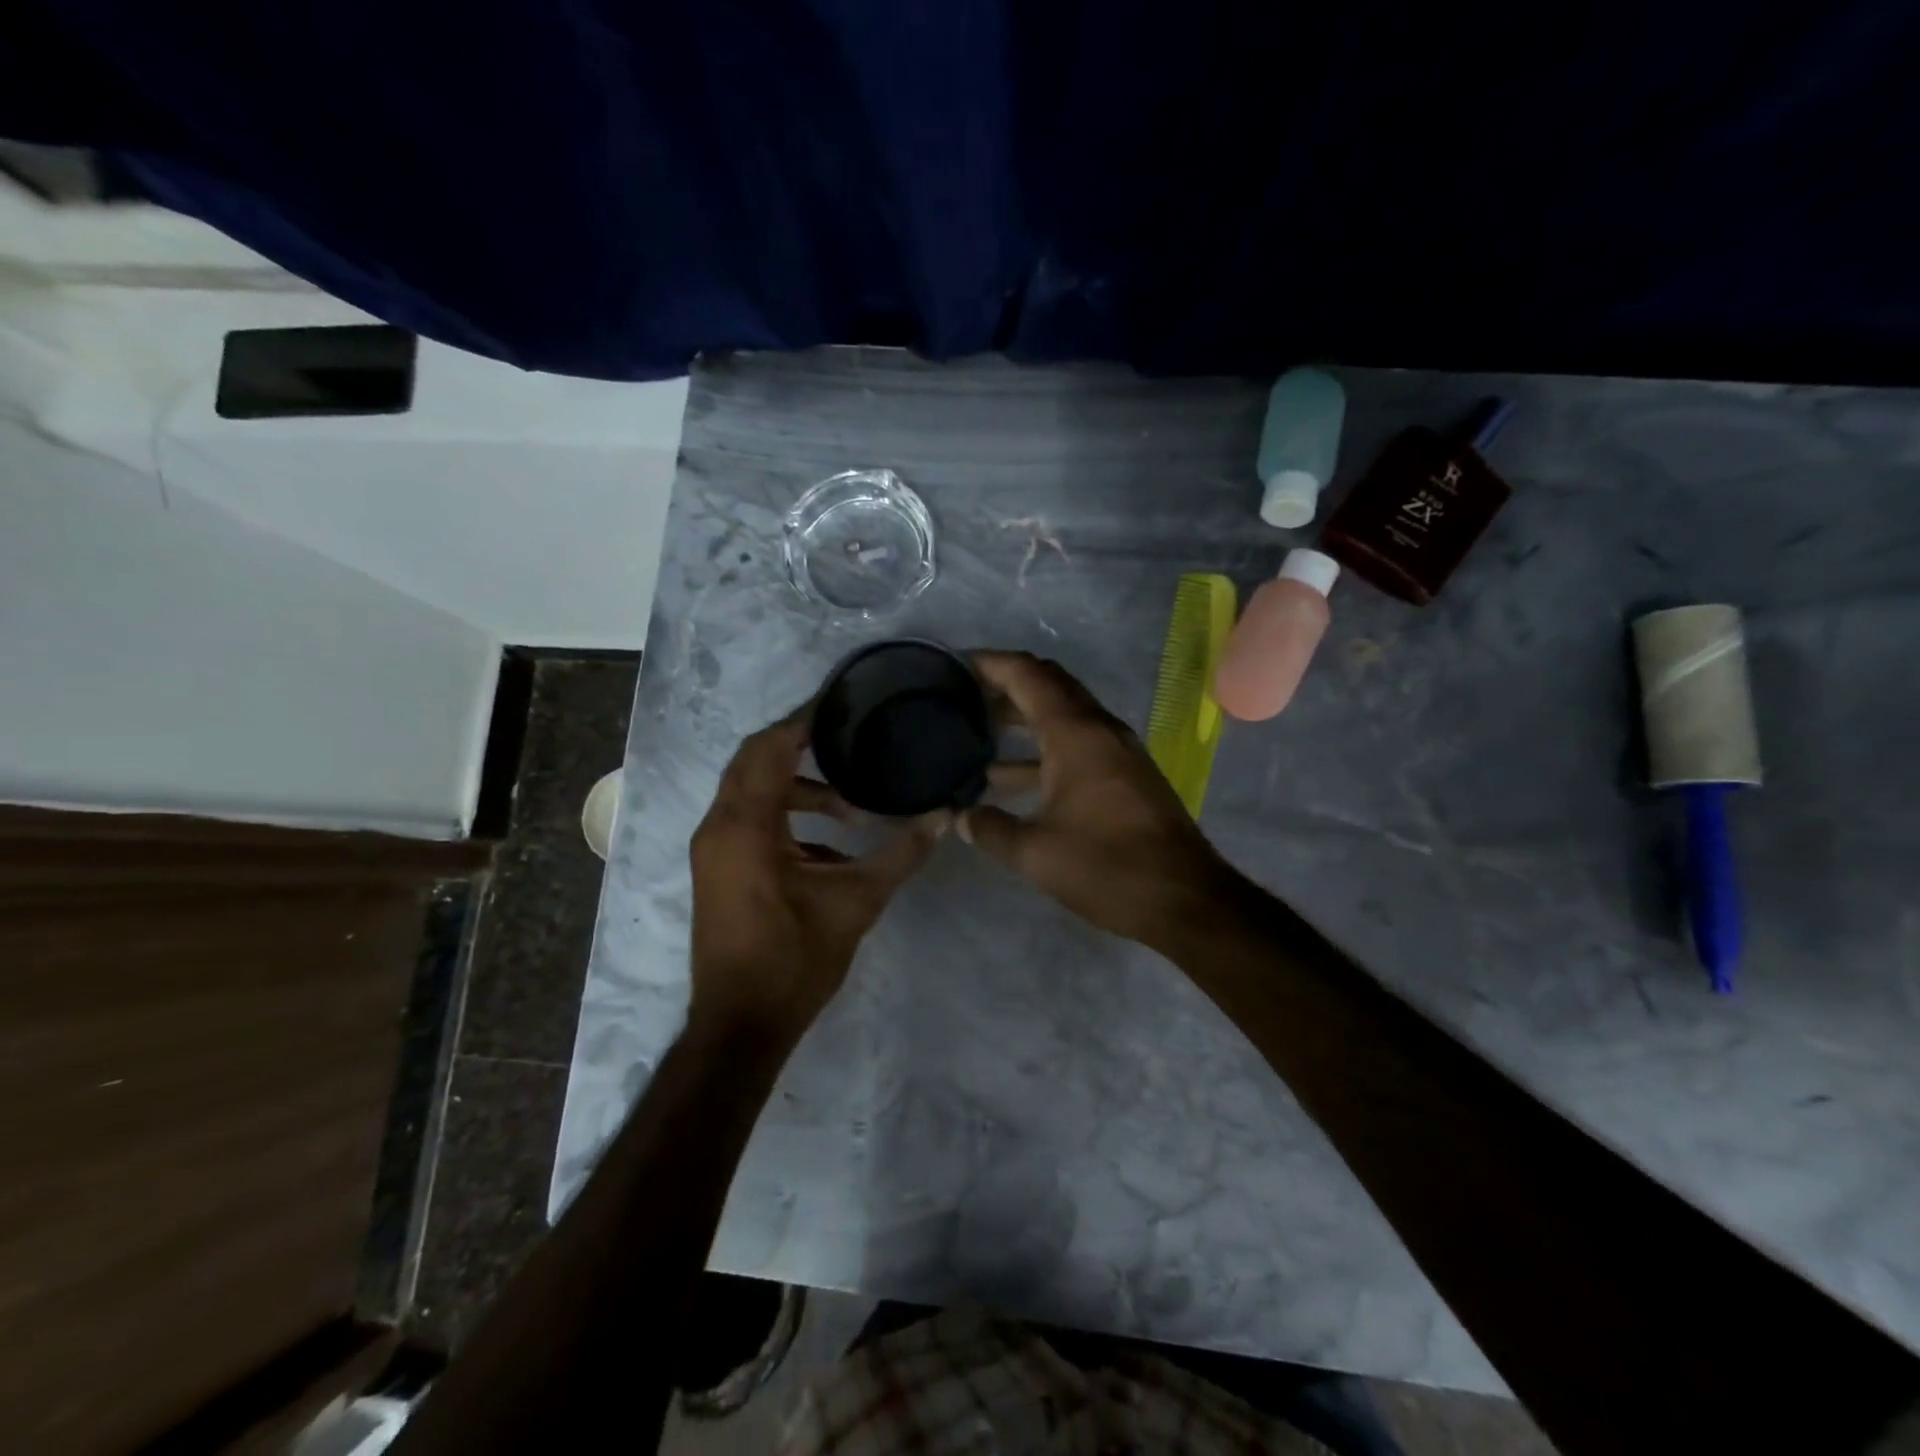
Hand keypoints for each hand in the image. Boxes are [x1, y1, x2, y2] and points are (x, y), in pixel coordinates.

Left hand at [689, 706, 942, 1037]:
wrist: (740, 1025)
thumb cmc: (794, 960)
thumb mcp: (856, 902)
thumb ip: (900, 854)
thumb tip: (944, 816)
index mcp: (745, 825)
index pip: (770, 747)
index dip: (804, 720)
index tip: (840, 700)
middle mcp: (719, 826)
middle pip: (754, 760)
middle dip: (799, 744)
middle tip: (848, 735)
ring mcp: (713, 849)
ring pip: (751, 792)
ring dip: (797, 787)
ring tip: (851, 804)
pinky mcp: (718, 868)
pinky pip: (749, 820)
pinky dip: (786, 816)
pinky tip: (829, 843)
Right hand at [959, 652, 1235, 951]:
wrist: (1184, 898)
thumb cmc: (1106, 867)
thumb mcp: (1035, 853)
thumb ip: (991, 829)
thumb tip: (961, 818)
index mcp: (1075, 733)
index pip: (1028, 675)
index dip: (991, 663)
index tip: (955, 665)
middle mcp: (1099, 728)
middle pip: (1050, 684)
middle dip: (1007, 684)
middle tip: (965, 695)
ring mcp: (1118, 750)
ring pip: (1065, 714)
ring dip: (1025, 717)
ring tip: (980, 732)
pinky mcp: (1127, 774)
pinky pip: (1079, 741)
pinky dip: (1045, 747)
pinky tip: (1014, 777)